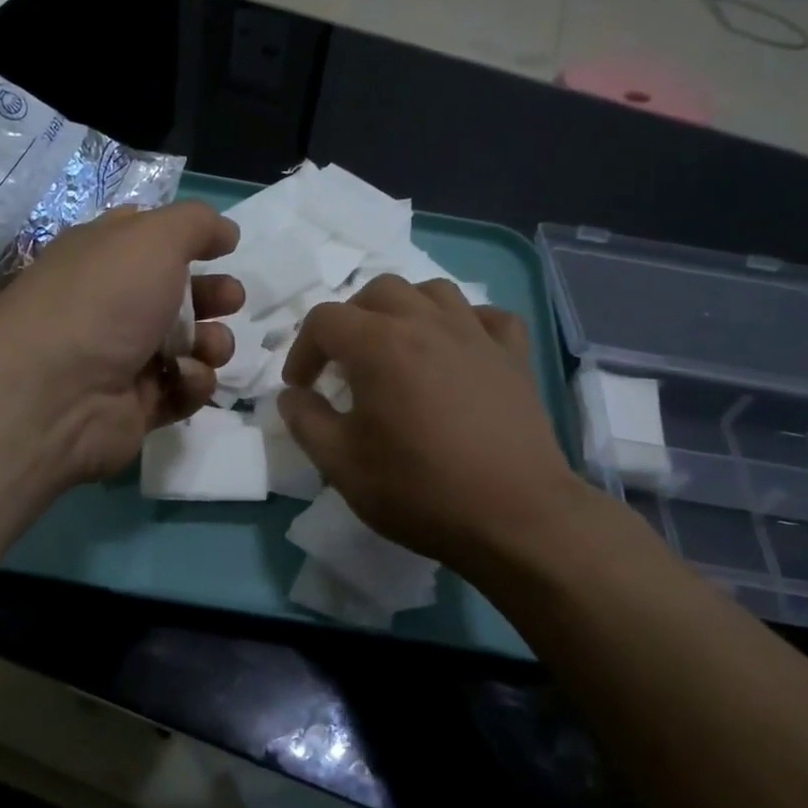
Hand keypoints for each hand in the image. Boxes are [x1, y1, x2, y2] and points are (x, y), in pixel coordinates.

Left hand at [0, 201, 242, 482]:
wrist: (57, 394)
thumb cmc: (105, 301)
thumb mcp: (153, 238)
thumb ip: (196, 224)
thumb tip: (226, 231)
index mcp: (104, 257)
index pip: (150, 239)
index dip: (190, 239)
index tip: (226, 246)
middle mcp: (112, 305)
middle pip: (178, 295)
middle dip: (214, 295)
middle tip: (231, 300)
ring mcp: (125, 359)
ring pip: (188, 346)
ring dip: (212, 342)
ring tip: (209, 347)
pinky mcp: (137, 406)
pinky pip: (182, 389)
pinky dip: (192, 382)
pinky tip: (184, 377)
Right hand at [278, 275, 579, 573]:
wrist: (514, 516)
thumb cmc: (419, 490)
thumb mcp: (341, 464)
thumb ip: (306, 422)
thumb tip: (292, 396)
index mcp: (380, 345)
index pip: (324, 319)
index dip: (302, 350)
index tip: (302, 388)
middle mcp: (428, 323)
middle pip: (377, 291)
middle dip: (349, 320)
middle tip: (343, 364)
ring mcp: (477, 335)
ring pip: (432, 291)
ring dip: (403, 310)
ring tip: (395, 347)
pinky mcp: (514, 356)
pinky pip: (487, 316)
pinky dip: (464, 323)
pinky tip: (456, 350)